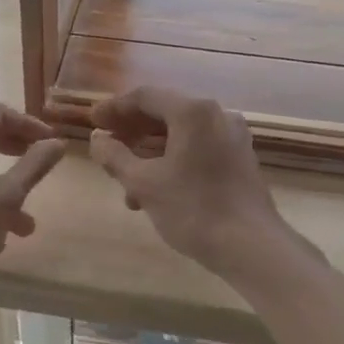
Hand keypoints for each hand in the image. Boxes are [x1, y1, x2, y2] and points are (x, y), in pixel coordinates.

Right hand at [87, 86, 291, 277]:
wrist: (251, 246)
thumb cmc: (193, 209)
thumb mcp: (143, 183)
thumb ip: (114, 156)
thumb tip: (97, 139)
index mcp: (193, 112)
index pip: (145, 96)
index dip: (114, 108)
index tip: (92, 122)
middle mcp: (217, 115)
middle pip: (164, 113)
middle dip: (131, 132)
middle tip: (105, 146)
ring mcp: (232, 137)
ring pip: (180, 135)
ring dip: (149, 153)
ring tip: (124, 183)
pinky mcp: (240, 159)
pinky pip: (197, 149)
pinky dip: (172, 161)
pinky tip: (153, 193)